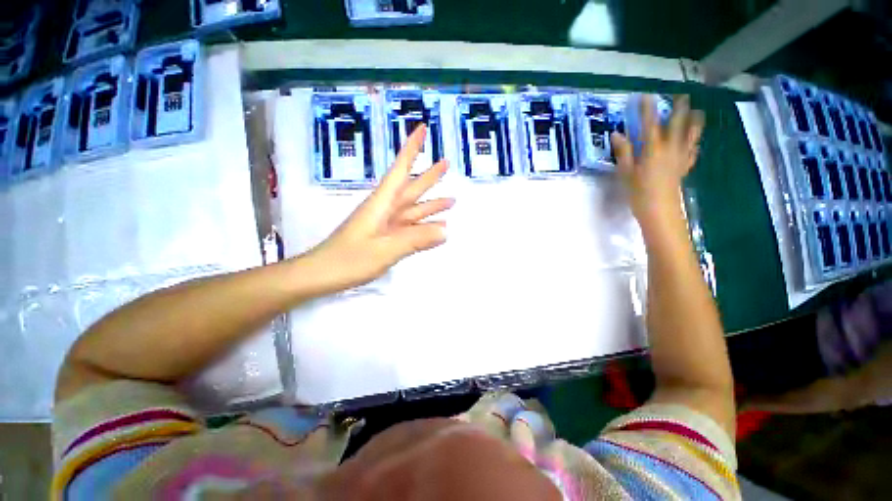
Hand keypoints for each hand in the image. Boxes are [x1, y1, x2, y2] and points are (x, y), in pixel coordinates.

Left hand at [303, 125, 453, 292]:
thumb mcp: (385, 250)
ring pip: (412, 209)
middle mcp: (385, 210)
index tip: (422, 128)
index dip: (411, 149)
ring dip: (431, 204)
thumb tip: (445, 230)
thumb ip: (415, 239)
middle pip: (410, 188)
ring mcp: (385, 225)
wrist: (322, 275)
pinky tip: (436, 226)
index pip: (400, 170)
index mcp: (382, 204)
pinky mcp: (385, 237)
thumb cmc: (348, 260)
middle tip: (446, 162)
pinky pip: (409, 227)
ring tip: (451, 200)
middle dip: (428, 175)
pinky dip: (423, 225)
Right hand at [611, 95, 703, 230]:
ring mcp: (680, 158)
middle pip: (677, 125)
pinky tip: (695, 142)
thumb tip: (616, 134)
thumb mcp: (626, 173)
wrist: (659, 211)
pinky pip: (692, 152)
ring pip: (691, 136)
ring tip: (698, 112)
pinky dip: (694, 144)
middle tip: (682, 96)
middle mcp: (670, 150)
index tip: (646, 95)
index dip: (648, 109)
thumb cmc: (639, 193)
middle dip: (679, 109)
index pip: (650, 125)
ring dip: (694, 122)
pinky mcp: (683, 168)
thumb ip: (623, 152)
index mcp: (653, 150)